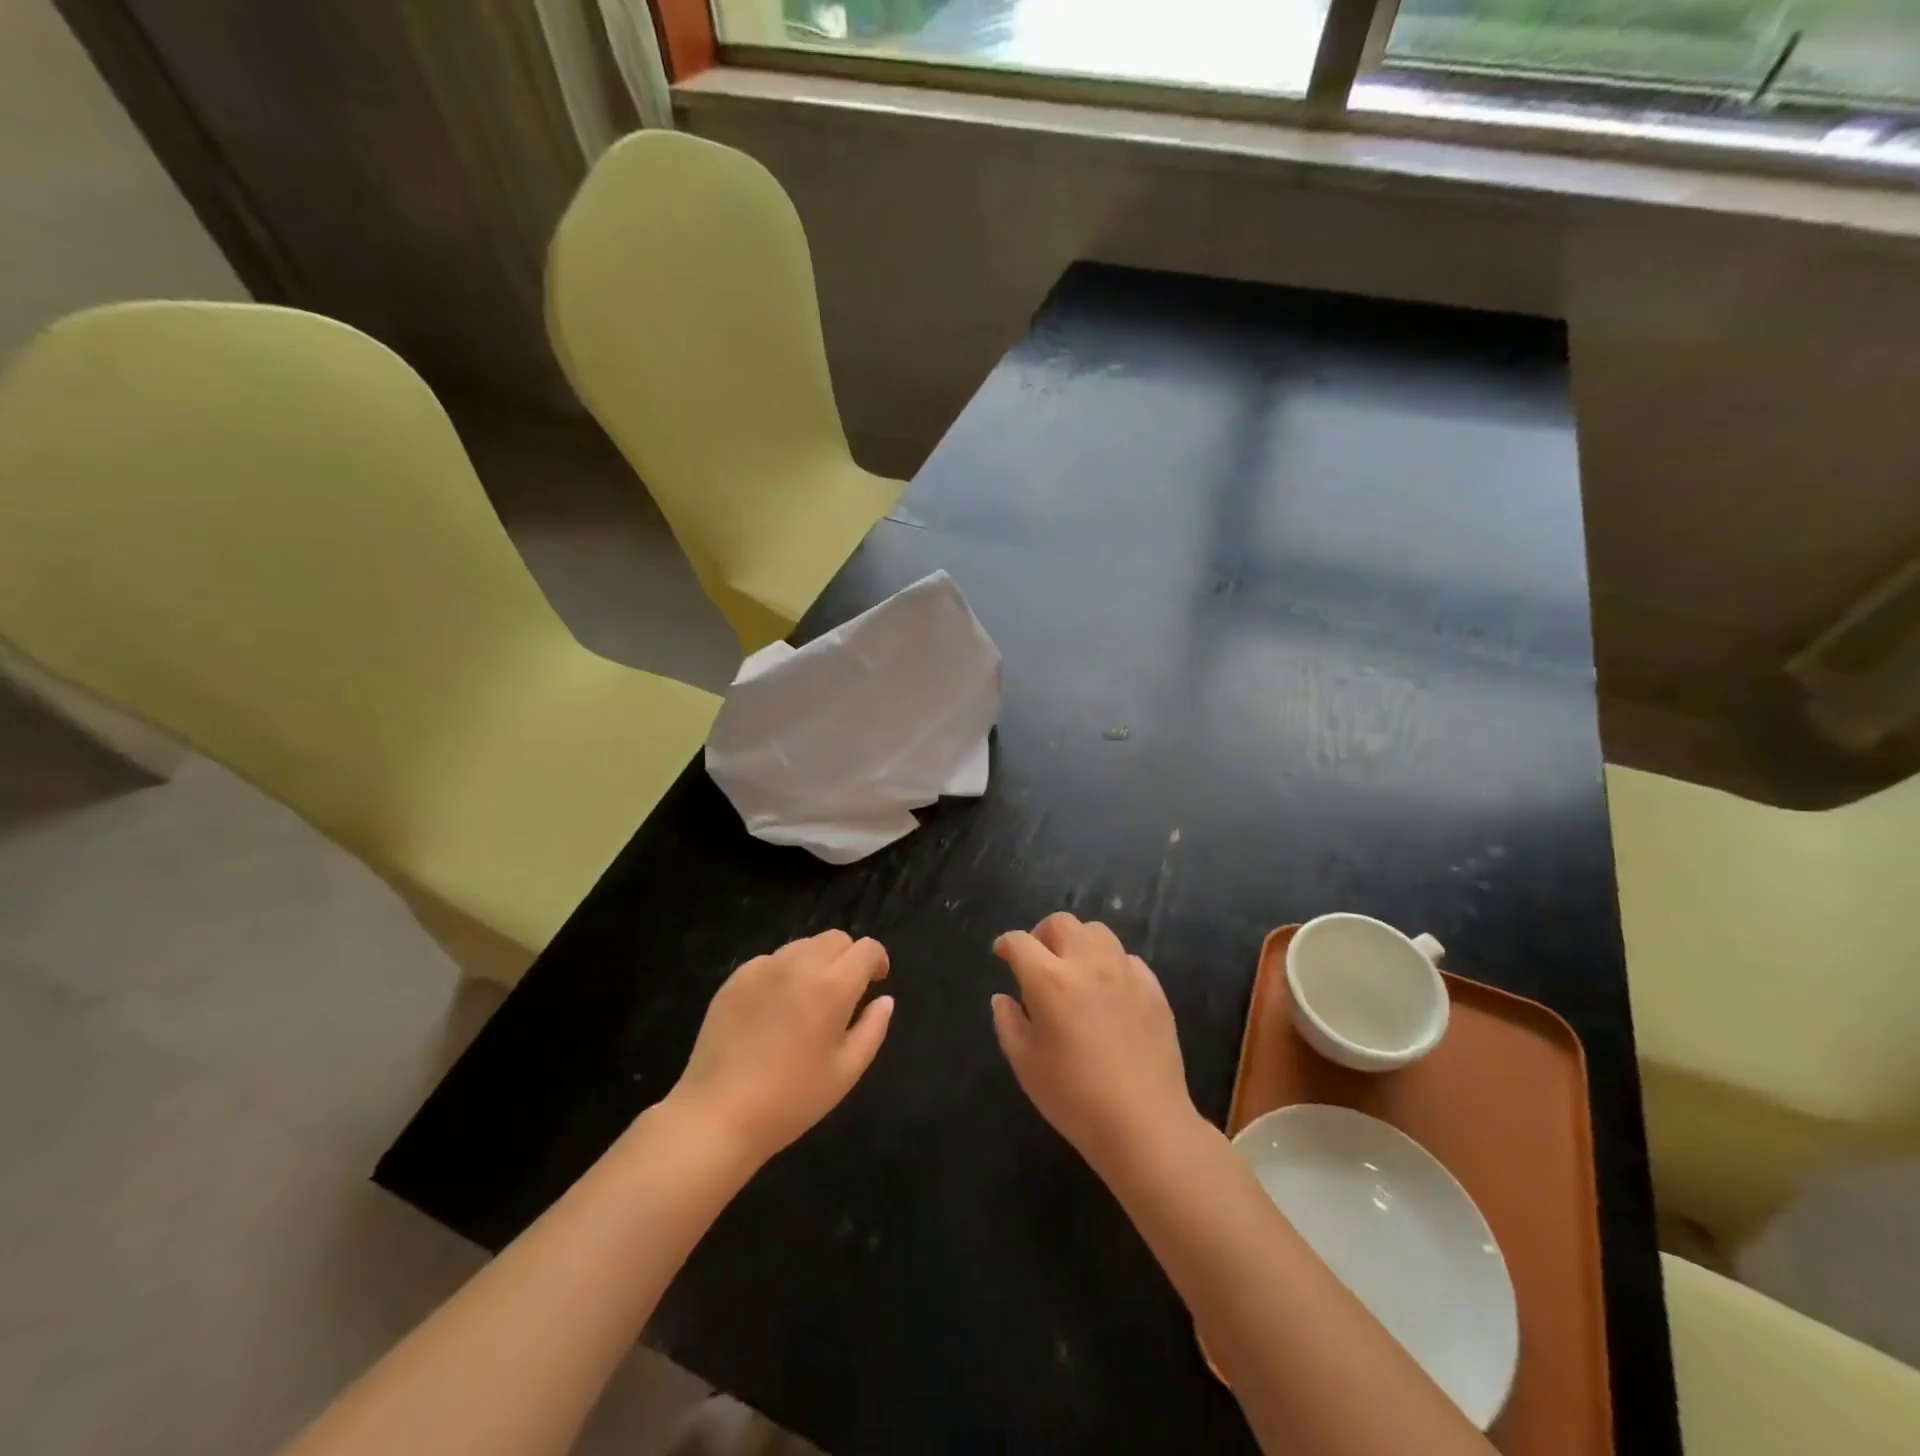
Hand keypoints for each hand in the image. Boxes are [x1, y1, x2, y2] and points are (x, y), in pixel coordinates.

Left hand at [669, 930, 893, 1164]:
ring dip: (815, 963)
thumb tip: (884, 999)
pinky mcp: (735, 978)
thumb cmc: (792, 1099)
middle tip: (843, 994)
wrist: (718, 1115)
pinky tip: (773, 1011)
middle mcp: (799, 963)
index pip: (867, 948)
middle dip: (847, 958)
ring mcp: (763, 967)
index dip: (878, 961)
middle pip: (836, 939)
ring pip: (803, 946)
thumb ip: (873, 1028)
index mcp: (833, 985)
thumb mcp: (847, 1071)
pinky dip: (783, 974)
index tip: (875, 983)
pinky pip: (771, 961)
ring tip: (806, 1002)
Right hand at [991, 913, 1200, 1181]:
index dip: (1006, 944)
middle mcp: (1087, 964)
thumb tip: (1002, 998)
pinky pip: (1127, 958)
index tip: (1002, 954)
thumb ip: (1008, 1024)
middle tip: (1038, 960)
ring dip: (1078, 942)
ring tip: (1074, 969)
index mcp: (1049, 980)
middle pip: (1061, 923)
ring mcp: (1125, 972)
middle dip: (1042, 934)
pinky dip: (1110, 963)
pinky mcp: (1153, 988)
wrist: (1144, 1124)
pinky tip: (1108, 990)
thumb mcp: (1026, 1065)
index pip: (1020, 942)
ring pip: (1097, 932)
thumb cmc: (1074, 1098)